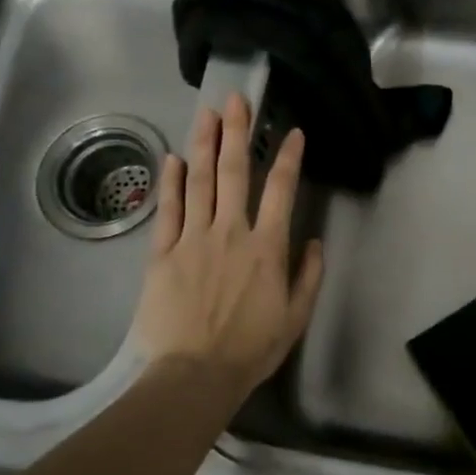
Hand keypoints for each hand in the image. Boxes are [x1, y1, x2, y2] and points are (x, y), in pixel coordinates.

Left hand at [133, 93, 324, 406]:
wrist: (194, 374)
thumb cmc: (251, 349)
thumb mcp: (295, 317)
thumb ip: (308, 276)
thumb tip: (313, 241)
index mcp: (266, 247)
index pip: (280, 190)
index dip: (288, 157)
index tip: (292, 132)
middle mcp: (230, 232)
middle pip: (233, 172)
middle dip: (237, 132)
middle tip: (238, 100)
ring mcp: (192, 239)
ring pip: (198, 181)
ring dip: (204, 144)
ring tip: (207, 113)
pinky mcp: (162, 253)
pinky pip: (167, 210)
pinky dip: (170, 182)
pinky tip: (172, 157)